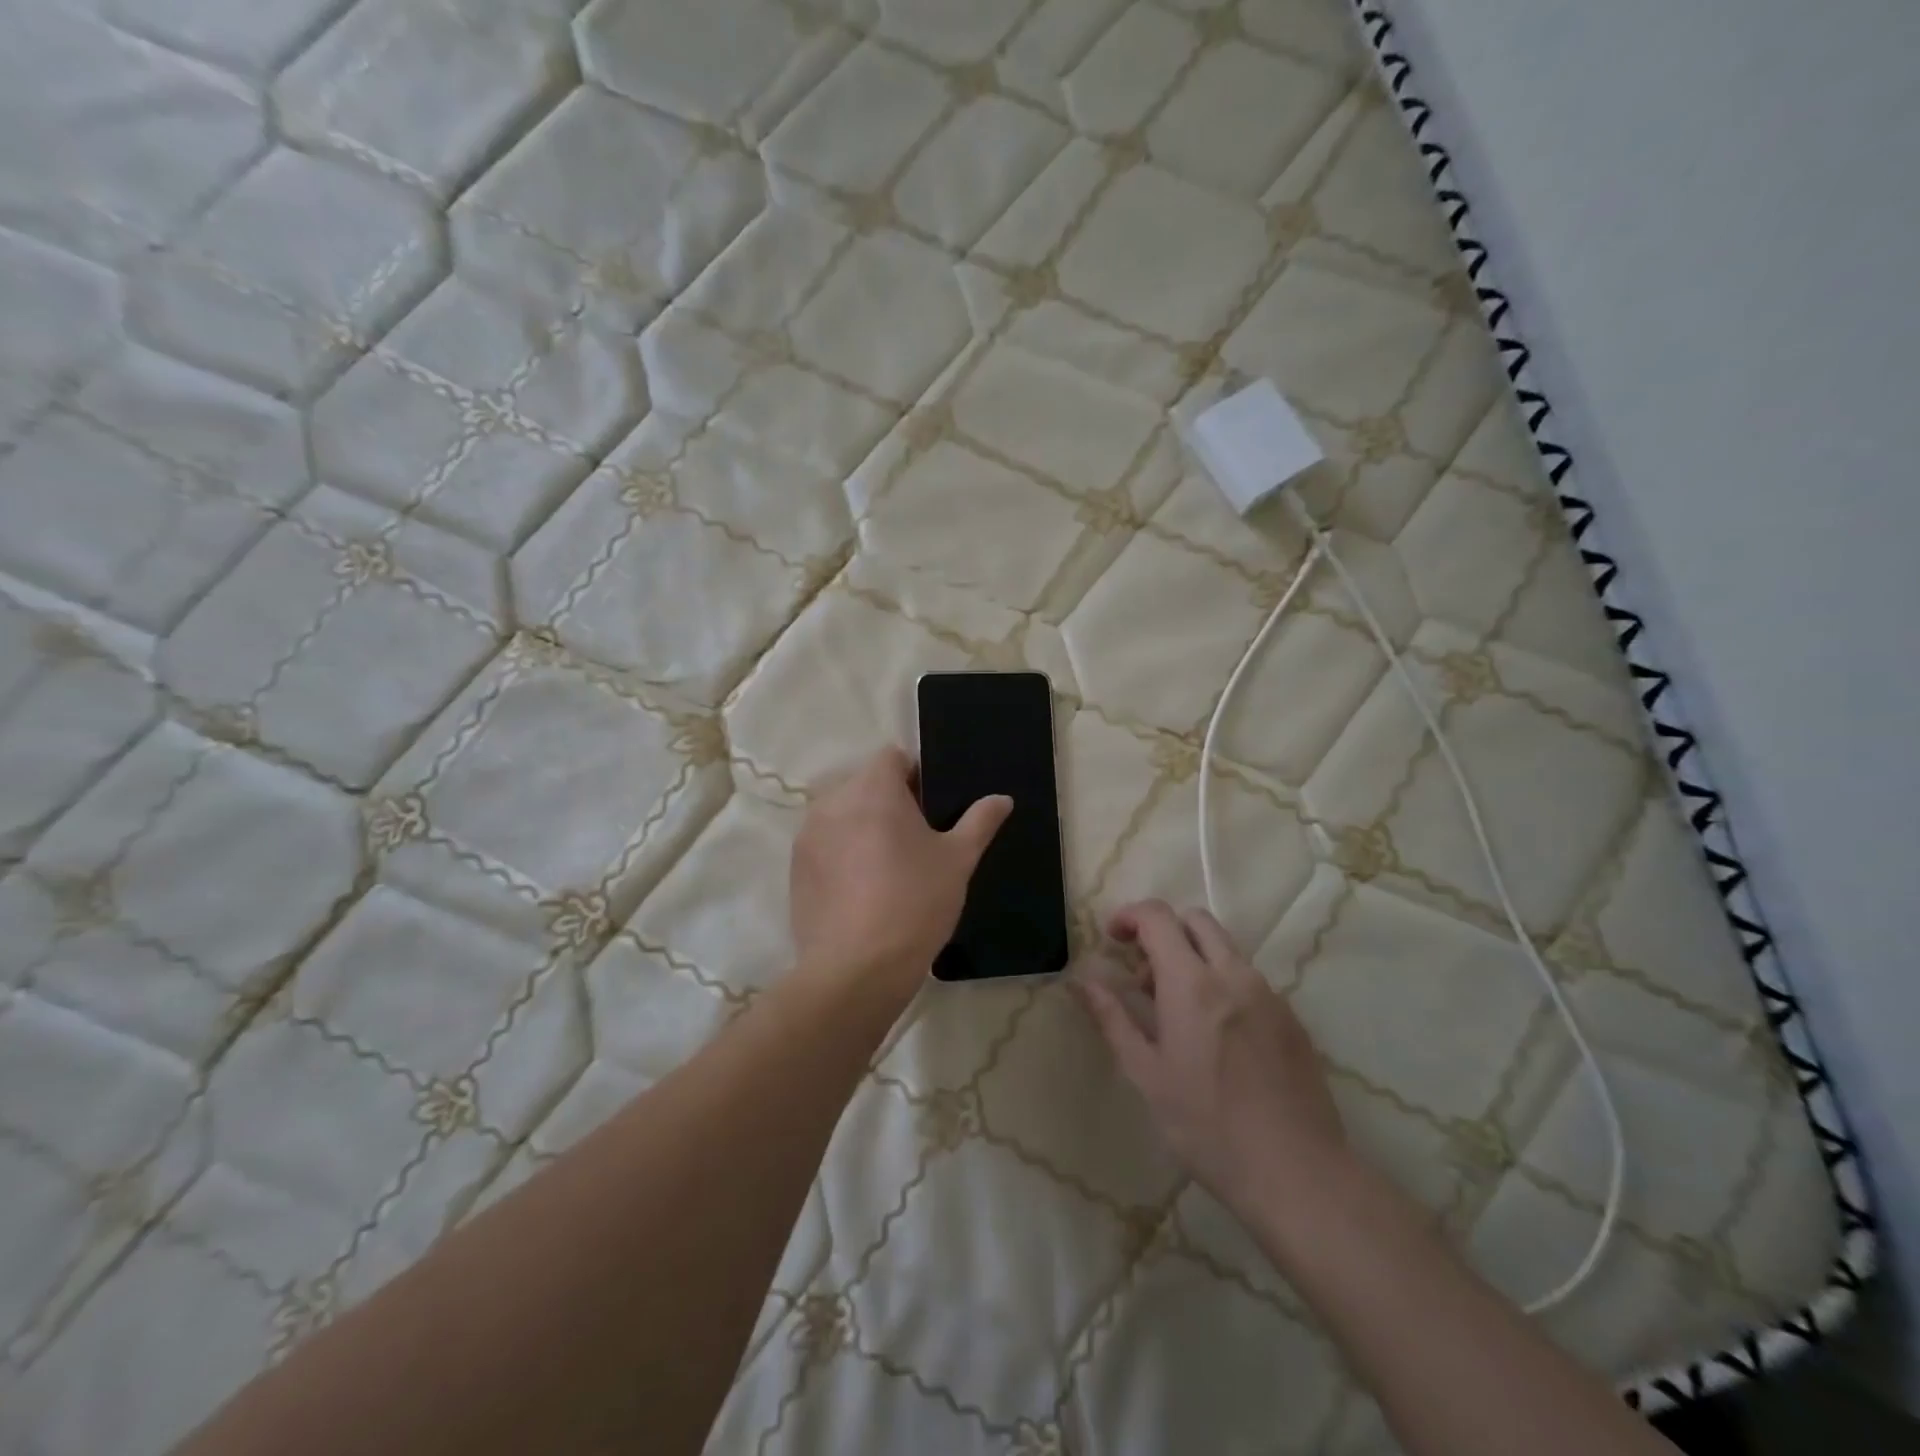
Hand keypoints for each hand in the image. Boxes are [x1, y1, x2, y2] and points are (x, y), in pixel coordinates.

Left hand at [790, 747, 1011, 1000]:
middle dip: (888, 801)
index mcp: (873, 789)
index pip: (891, 757)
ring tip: (886, 866)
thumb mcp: (958, 861)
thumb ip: (980, 821)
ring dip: (862, 825)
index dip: (914, 774)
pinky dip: (841, 852)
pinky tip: (861, 888)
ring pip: (842, 814)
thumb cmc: (915, 903)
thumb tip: (1002, 798)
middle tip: (915, 840)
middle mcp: (833, 801)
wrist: (857, 969)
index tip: (931, 807)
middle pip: (864, 784)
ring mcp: (808, 835)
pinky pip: (824, 844)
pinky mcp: (795, 868)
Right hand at [1077, 900, 1347, 1219]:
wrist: (1297, 1173)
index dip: (1129, 916)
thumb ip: (1113, 1019)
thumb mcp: (1146, 1075)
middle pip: (1195, 920)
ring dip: (1193, 958)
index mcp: (1192, 983)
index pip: (1158, 917)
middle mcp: (1234, 975)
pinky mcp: (1291, 1018)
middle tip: (1143, 974)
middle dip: (1163, 931)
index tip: (1112, 938)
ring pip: (1225, 948)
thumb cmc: (1207, 1126)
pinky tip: (1216, 1036)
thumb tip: (1082, 981)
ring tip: (1176, 1012)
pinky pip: (1249, 979)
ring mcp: (1268, 994)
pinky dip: (1222, 983)